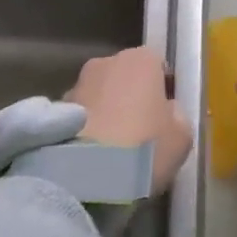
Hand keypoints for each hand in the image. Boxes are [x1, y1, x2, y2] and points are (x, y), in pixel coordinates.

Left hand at [67, 47, 192, 195]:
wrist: (90, 176)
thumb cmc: (146, 148)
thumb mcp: (182, 137)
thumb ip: (177, 116)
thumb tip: (166, 111)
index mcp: (141, 60)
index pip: (157, 65)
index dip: (162, 89)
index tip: (165, 116)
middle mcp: (106, 62)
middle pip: (125, 77)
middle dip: (131, 98)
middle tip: (140, 133)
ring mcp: (76, 84)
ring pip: (99, 95)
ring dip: (106, 113)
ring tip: (113, 149)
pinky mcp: (54, 110)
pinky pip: (80, 116)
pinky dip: (86, 128)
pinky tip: (93, 155)